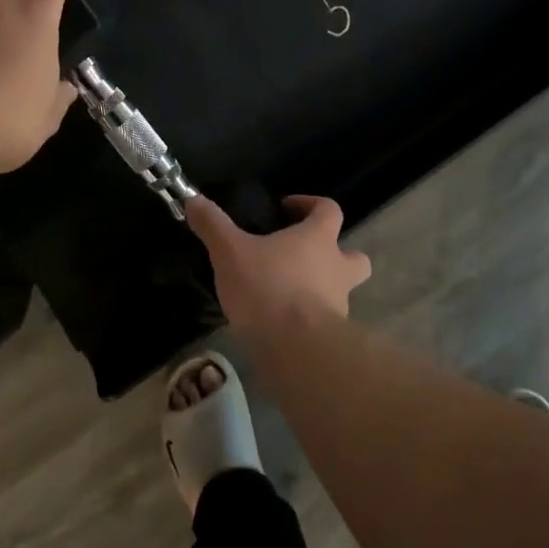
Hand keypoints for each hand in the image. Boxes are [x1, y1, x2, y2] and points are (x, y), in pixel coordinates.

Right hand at [186, 195, 371, 334]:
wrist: (295, 348)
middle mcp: (337, 268)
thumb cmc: (267, 287)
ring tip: (289, 295)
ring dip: (324, 289)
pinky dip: (312, 320)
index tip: (287, 208)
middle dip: (337, 254)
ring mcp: (340, 304)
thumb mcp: (230, 251)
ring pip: (342, 291)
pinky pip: (327, 322)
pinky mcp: (333, 336)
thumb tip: (193, 199)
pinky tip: (284, 326)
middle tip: (306, 258)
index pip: (329, 209)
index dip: (311, 204)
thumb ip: (213, 225)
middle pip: (355, 256)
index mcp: (319, 239)